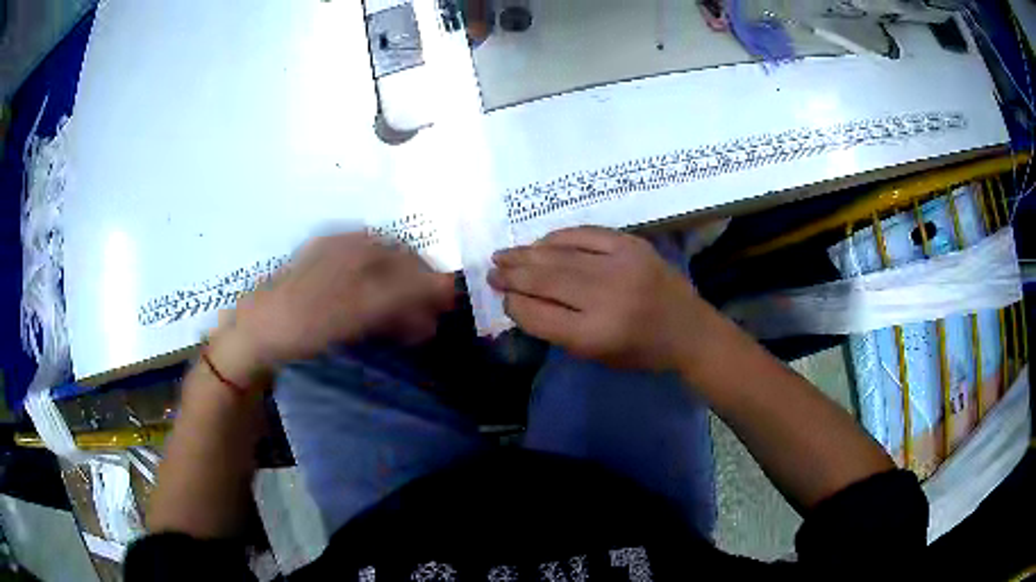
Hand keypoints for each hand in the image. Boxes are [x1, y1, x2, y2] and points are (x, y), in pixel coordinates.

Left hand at [210, 232, 454, 380]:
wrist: (254, 334)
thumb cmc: (305, 318)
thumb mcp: (359, 307)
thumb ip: (405, 295)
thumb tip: (449, 285)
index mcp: (354, 245)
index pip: (406, 256)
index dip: (430, 280)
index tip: (446, 307)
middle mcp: (345, 248)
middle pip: (394, 266)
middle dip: (417, 295)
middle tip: (431, 325)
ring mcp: (331, 265)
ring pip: (378, 280)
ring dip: (400, 305)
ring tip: (413, 332)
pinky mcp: (321, 285)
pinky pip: (360, 291)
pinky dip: (378, 309)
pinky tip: (384, 326)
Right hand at [488, 227, 705, 370]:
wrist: (689, 330)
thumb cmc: (641, 352)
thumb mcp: (596, 355)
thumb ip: (557, 329)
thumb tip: (521, 299)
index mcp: (596, 335)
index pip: (538, 316)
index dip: (514, 305)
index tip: (503, 298)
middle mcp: (606, 298)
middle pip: (545, 281)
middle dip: (512, 275)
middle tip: (491, 271)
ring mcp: (621, 266)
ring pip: (559, 254)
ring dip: (526, 254)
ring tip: (504, 254)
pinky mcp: (632, 245)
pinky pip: (584, 234)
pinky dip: (558, 237)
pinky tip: (540, 243)